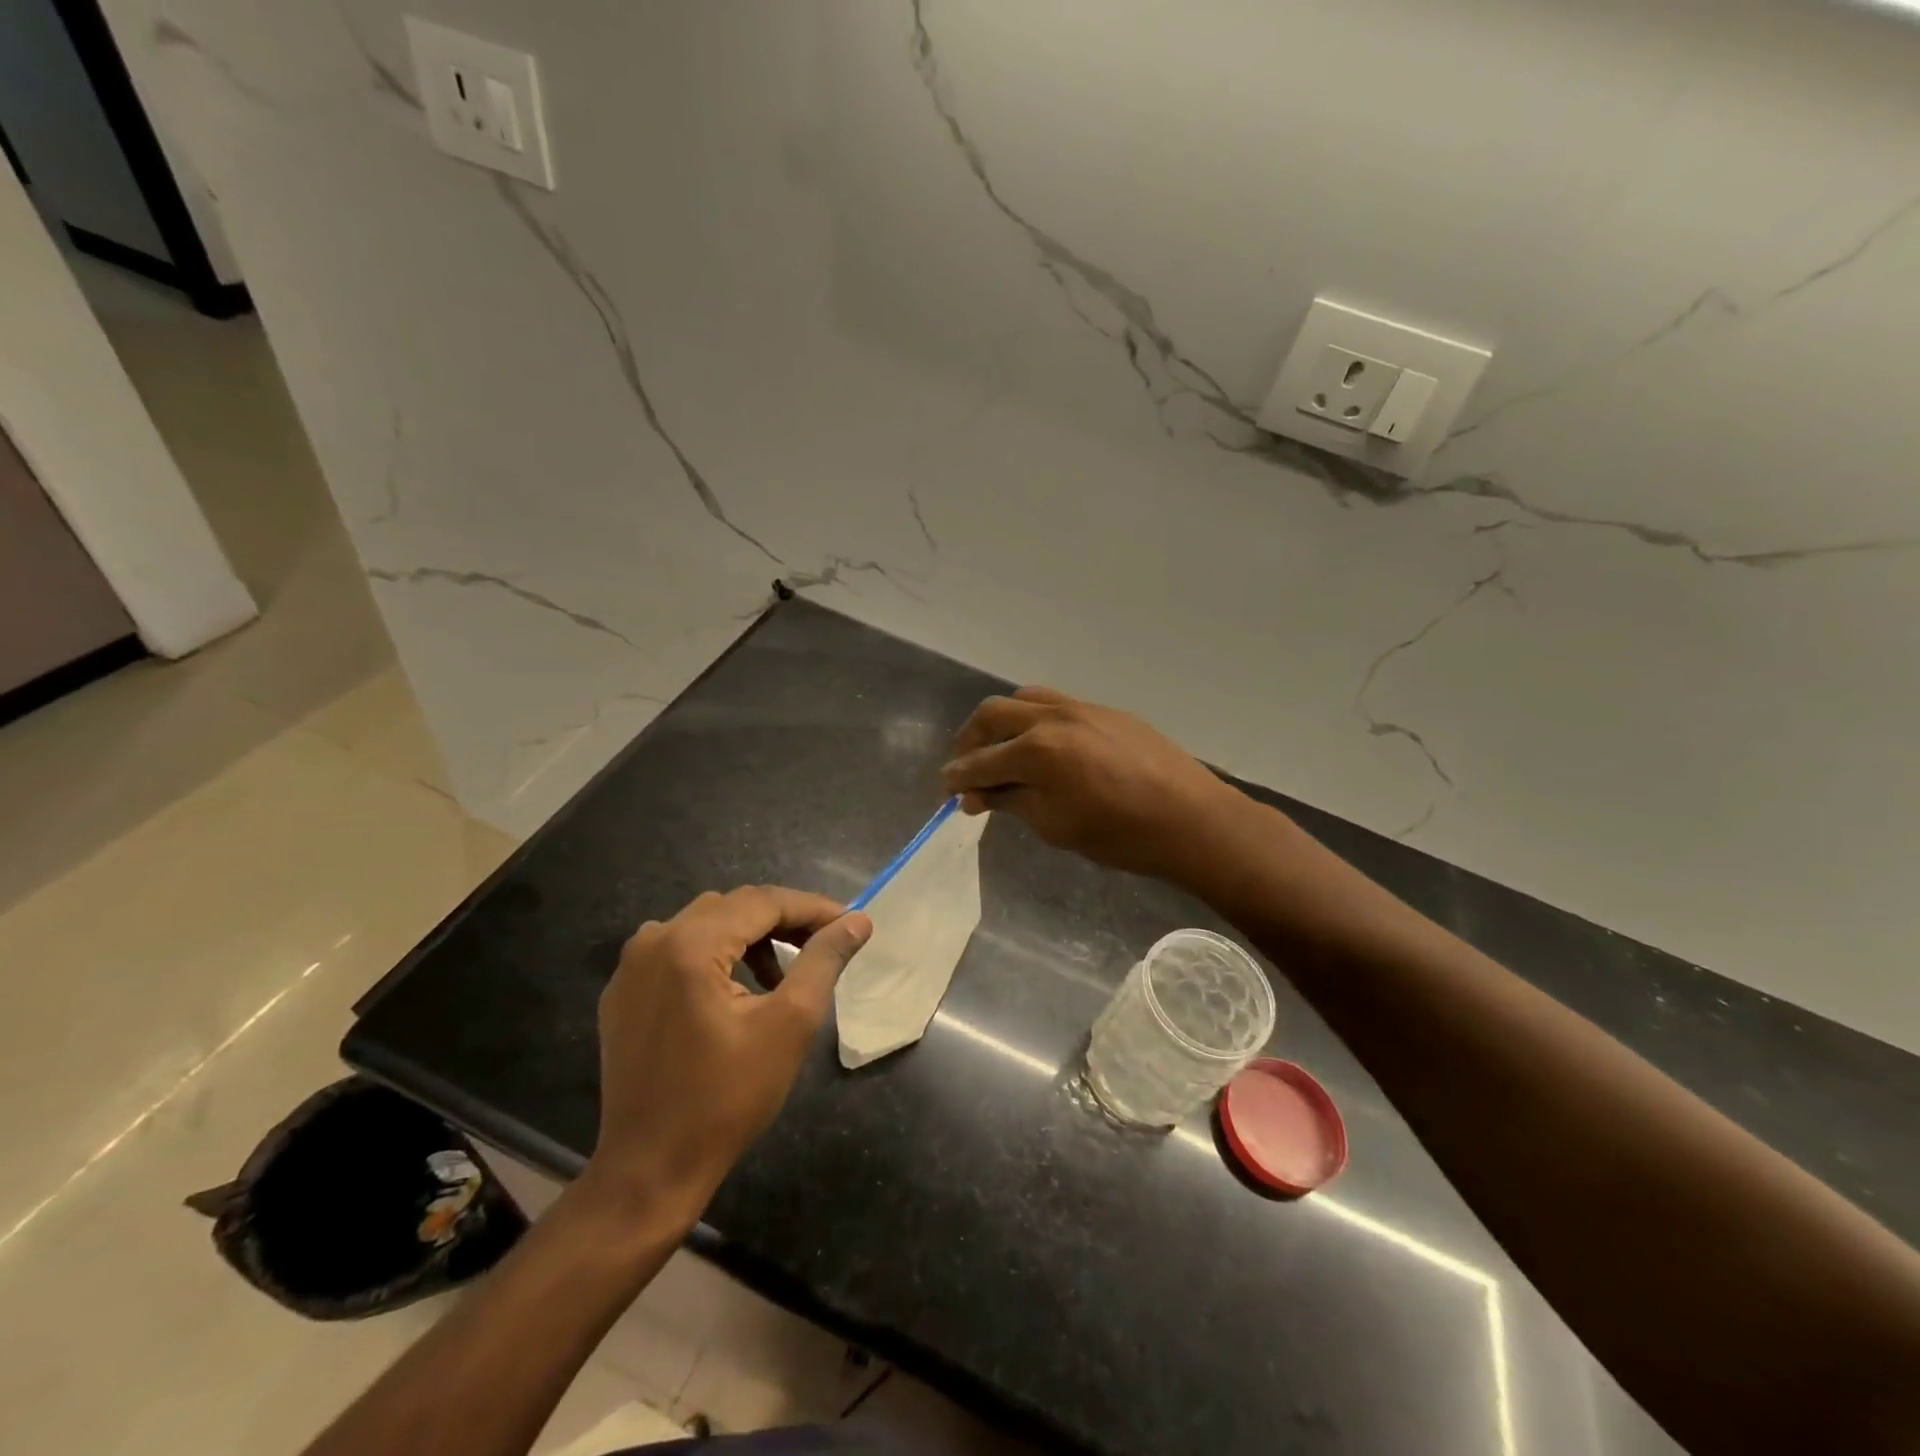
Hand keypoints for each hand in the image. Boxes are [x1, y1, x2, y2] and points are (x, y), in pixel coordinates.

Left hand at [585, 887, 870, 1220]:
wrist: (649, 1170)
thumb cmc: (727, 1099)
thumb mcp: (789, 1024)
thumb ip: (823, 961)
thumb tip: (857, 921)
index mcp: (690, 945)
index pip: (762, 902)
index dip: (812, 908)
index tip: (851, 922)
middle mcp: (653, 941)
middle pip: (732, 907)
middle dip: (783, 919)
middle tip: (824, 943)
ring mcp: (631, 967)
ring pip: (705, 924)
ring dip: (750, 936)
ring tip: (782, 972)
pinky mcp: (623, 993)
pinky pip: (678, 950)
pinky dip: (716, 954)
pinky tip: (738, 989)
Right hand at [941, 687, 1246, 886]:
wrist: (1190, 818)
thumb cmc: (1118, 835)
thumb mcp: (1054, 826)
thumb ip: (1010, 802)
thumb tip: (975, 795)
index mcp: (1036, 750)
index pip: (981, 761)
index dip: (957, 777)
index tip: (945, 789)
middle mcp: (1052, 717)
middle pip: (993, 714)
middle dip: (970, 739)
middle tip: (965, 766)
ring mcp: (1081, 707)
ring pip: (1024, 699)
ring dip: (1001, 722)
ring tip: (999, 748)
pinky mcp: (1104, 710)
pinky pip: (1055, 703)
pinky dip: (1033, 719)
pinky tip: (1041, 745)